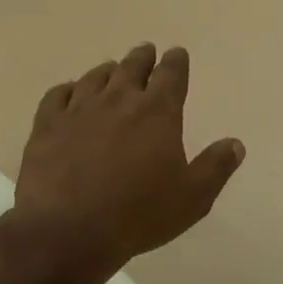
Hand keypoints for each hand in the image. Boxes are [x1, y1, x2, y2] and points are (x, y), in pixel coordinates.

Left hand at [14, 44, 243, 268]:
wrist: (67, 231)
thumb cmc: (138, 214)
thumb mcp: (192, 198)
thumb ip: (216, 167)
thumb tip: (235, 144)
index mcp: (158, 112)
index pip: (171, 74)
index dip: (176, 61)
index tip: (177, 54)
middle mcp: (119, 100)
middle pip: (132, 67)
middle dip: (143, 58)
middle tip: (146, 52)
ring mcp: (79, 110)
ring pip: (95, 77)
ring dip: (107, 70)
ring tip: (111, 69)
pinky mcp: (46, 126)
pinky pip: (57, 96)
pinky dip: (67, 89)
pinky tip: (69, 92)